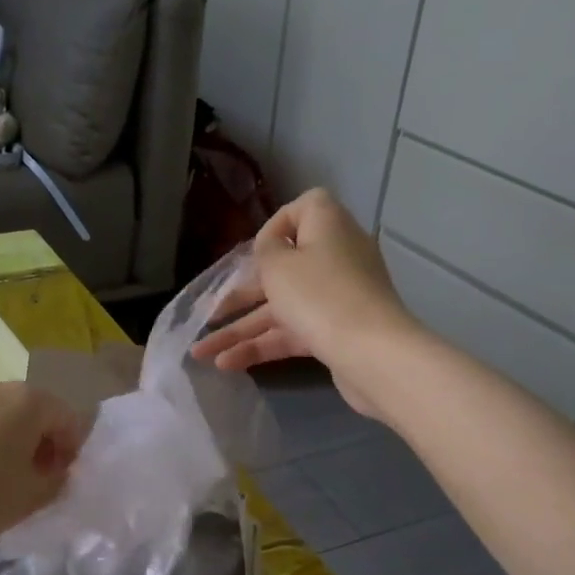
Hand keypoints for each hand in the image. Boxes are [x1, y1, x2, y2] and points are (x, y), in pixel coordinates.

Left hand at [0, 379, 87, 553]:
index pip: (66, 417)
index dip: (70, 447)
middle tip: (33, 476)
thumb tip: (54, 469)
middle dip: (38, 439)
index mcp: (28, 400)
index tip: (62, 476)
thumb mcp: (34, 495)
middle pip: (30, 410)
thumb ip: (57, 477)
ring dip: (6, 438)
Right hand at [191, 189, 418, 417]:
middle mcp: (335, 257)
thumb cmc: (319, 295)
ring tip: (202, 352)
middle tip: (209, 313)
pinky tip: (227, 364)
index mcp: (328, 226)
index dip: (274, 226)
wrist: (372, 354)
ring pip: (282, 307)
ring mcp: (337, 297)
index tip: (255, 252)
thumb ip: (266, 250)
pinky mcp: (336, 332)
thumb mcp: (279, 265)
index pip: (302, 209)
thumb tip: (271, 247)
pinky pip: (293, 332)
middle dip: (241, 294)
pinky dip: (262, 345)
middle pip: (283, 268)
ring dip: (241, 329)